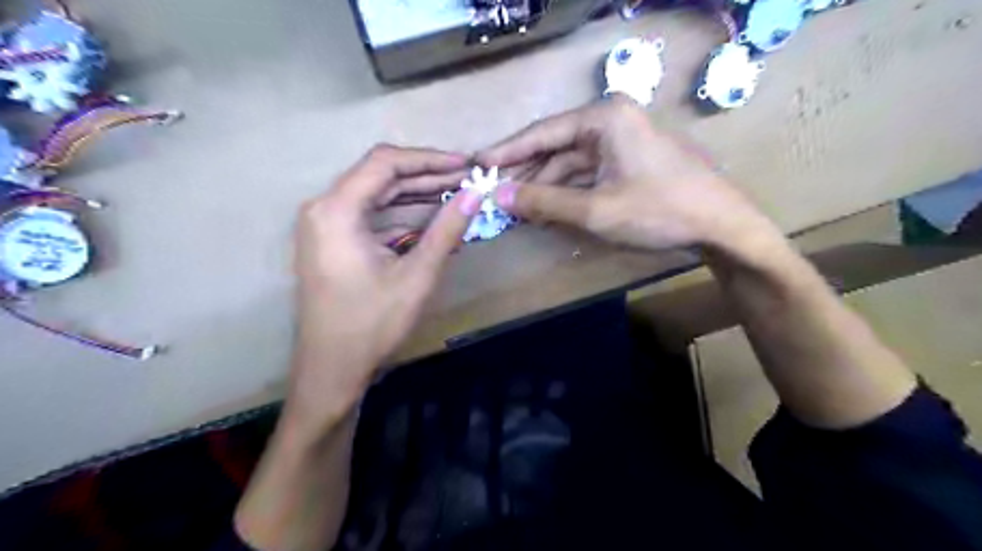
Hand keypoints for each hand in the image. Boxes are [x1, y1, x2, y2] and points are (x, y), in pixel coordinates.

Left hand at [287, 144, 481, 421]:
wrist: (332, 371)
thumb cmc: (372, 325)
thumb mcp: (417, 276)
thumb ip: (447, 230)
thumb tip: (476, 193)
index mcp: (336, 210)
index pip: (385, 163)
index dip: (429, 160)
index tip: (464, 165)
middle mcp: (324, 209)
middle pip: (379, 176)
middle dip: (426, 176)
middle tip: (467, 180)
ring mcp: (325, 226)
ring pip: (376, 195)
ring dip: (416, 194)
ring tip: (456, 194)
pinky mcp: (332, 242)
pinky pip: (371, 217)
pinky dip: (402, 215)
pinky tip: (432, 219)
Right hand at [478, 97, 774, 252]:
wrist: (721, 226)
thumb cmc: (659, 211)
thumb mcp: (594, 210)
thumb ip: (543, 201)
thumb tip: (498, 196)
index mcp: (603, 118)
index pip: (542, 133)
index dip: (507, 151)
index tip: (477, 164)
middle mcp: (610, 121)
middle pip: (555, 148)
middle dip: (526, 173)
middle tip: (493, 193)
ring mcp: (621, 142)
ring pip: (570, 164)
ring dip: (544, 186)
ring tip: (516, 207)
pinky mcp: (627, 162)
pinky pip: (587, 175)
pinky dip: (566, 192)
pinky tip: (547, 209)